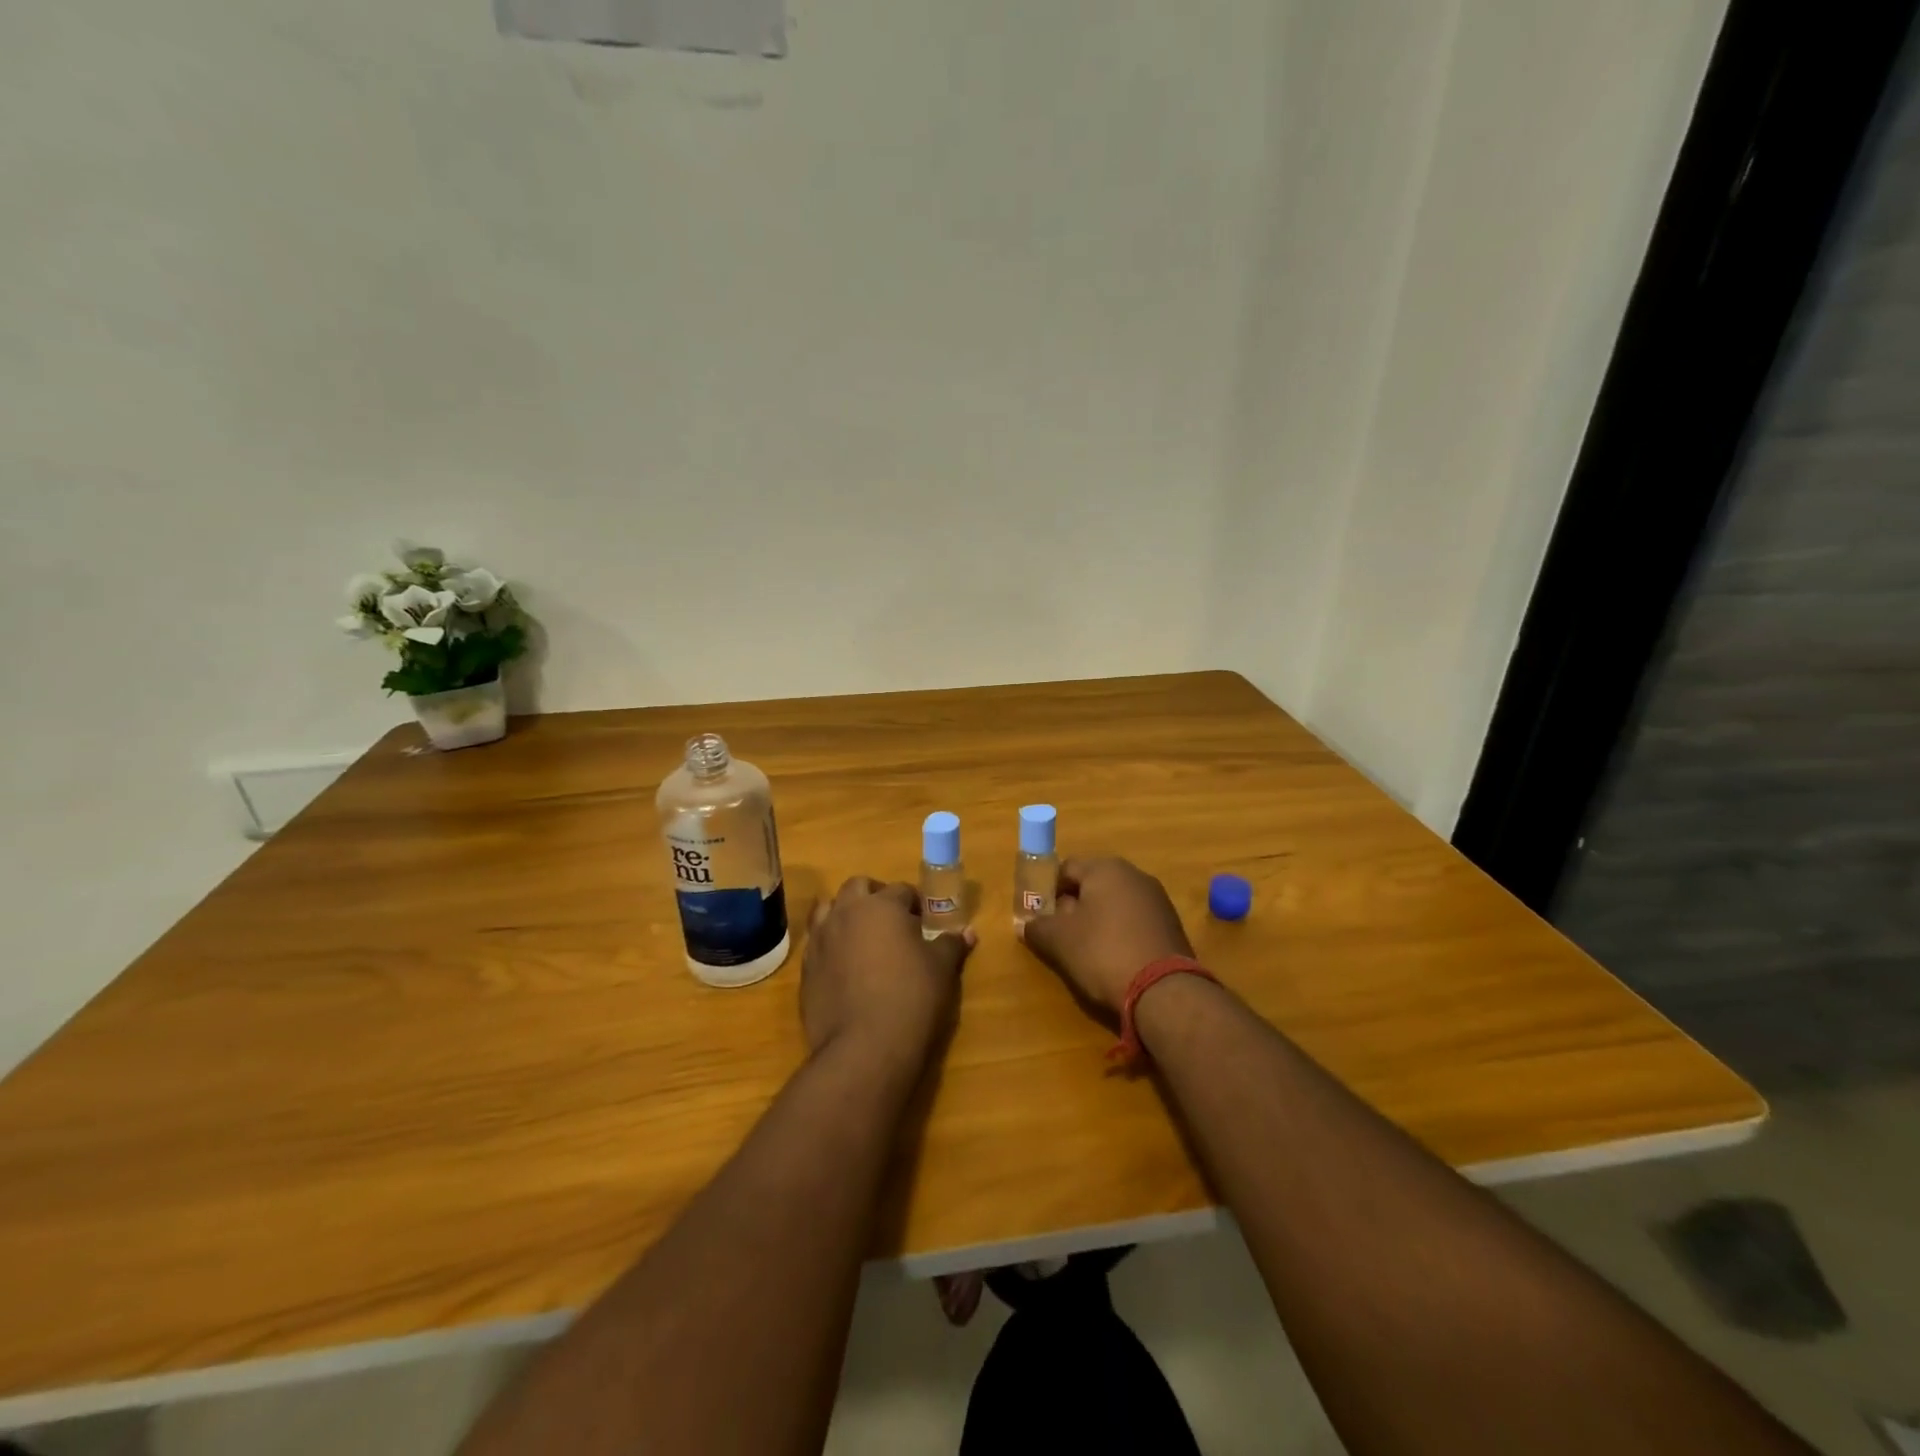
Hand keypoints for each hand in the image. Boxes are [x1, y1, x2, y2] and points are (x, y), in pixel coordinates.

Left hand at [801, 877, 973, 1071]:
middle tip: (892, 921)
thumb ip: (951, 944)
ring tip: (864, 939)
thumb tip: (967, 932)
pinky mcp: (806, 969)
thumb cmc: (911, 998)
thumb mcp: (941, 969)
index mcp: (881, 906)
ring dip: (845, 915)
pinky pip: (817, 944)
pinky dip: (831, 946)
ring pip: (828, 910)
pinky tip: (846, 968)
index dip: (915, 903)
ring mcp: (821, 940)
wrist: (864, 1048)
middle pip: (857, 887)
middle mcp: (846, 913)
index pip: (901, 890)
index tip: (924, 921)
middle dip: (874, 896)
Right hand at [1020, 857, 1193, 1015]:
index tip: (1040, 917)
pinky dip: (1121, 933)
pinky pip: (1135, 921)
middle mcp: (1134, 875)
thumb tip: (1027, 924)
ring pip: (1115, 903)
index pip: (1066, 869)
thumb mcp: (1059, 941)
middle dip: (1074, 906)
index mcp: (1105, 868)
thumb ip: (1038, 927)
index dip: (1048, 890)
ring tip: (1086, 951)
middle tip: (1060, 935)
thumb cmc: (1103, 953)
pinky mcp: (1172, 925)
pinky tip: (1115, 959)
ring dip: (1098, 921)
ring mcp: (1157, 899)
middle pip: (1092, 885)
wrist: (1164, 990)